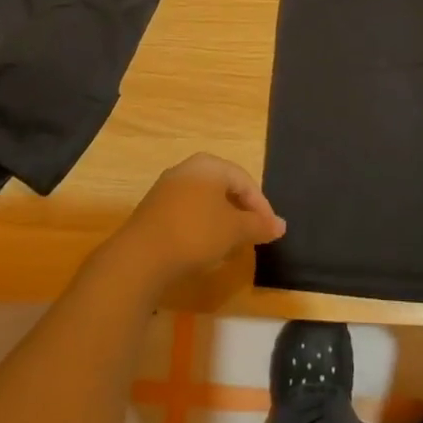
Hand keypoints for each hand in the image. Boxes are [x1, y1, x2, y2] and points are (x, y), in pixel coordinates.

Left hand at [114, 153, 285, 285]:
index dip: (262, 207)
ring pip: (205, 200)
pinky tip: (205, 247)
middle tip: (253, 235)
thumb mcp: (234, 230)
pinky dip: (202, 225)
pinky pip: (188, 211)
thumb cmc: (195, 233)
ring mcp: (167, 188)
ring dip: (222, 220)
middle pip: (224, 188)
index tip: (270, 231)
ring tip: (232, 244)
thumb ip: (259, 225)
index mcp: (209, 165)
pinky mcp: (154, 208)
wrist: (141, 256)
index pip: (245, 181)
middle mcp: (187, 169)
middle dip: (242, 212)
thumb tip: (281, 225)